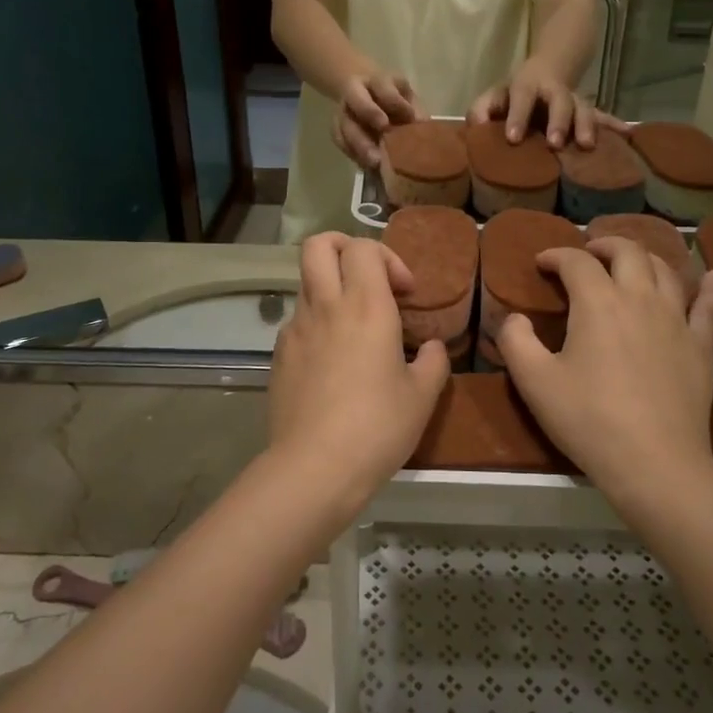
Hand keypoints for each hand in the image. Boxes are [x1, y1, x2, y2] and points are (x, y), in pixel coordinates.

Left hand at [267, 234, 450, 507]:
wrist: (315, 467)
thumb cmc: (377, 426)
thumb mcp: (422, 396)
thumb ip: (434, 362)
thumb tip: (433, 347)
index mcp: (365, 306)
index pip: (364, 248)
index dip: (388, 258)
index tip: (405, 292)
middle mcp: (326, 306)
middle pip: (319, 245)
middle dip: (344, 247)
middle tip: (368, 278)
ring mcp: (295, 329)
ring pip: (307, 282)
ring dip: (331, 288)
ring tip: (354, 326)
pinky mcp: (278, 355)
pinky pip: (298, 321)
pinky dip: (317, 324)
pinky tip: (332, 361)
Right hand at [332, 70, 418, 169]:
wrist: (360, 86)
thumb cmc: (390, 93)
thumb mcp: (404, 92)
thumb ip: (413, 106)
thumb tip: (423, 126)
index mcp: (376, 80)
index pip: (384, 87)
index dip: (395, 102)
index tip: (409, 117)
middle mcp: (355, 92)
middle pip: (358, 102)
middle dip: (370, 119)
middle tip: (386, 136)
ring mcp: (343, 110)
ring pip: (345, 126)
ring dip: (359, 146)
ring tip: (375, 164)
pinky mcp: (336, 126)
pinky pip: (340, 141)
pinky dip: (353, 154)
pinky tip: (367, 167)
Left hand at [467, 59, 626, 150]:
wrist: (549, 69)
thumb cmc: (514, 93)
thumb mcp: (495, 95)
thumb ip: (482, 108)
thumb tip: (477, 125)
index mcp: (527, 86)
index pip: (521, 97)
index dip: (517, 116)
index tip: (513, 138)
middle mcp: (554, 91)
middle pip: (559, 101)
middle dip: (559, 121)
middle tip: (555, 143)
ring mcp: (574, 101)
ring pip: (584, 109)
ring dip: (586, 126)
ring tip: (587, 145)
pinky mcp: (588, 112)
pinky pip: (603, 118)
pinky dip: (615, 125)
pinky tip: (628, 133)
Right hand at [499, 238, 712, 512]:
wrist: (654, 462)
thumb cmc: (588, 419)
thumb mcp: (534, 382)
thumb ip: (515, 341)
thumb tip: (515, 317)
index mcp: (597, 302)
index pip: (576, 262)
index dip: (555, 256)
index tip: (541, 263)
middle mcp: (640, 298)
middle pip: (627, 252)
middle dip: (603, 245)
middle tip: (587, 255)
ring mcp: (676, 320)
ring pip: (665, 271)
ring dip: (644, 258)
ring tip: (630, 263)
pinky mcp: (701, 346)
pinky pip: (709, 307)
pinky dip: (710, 287)